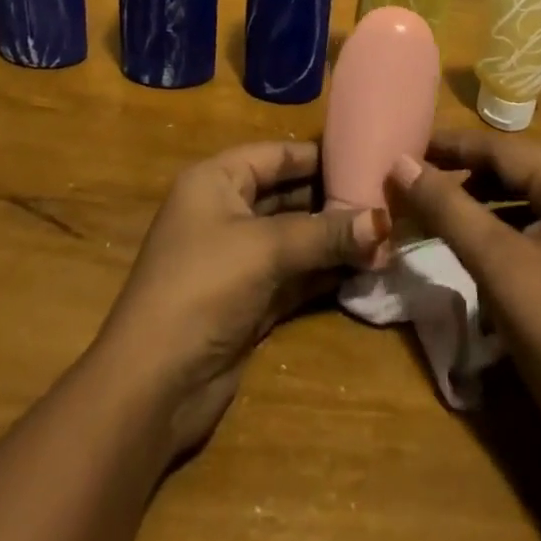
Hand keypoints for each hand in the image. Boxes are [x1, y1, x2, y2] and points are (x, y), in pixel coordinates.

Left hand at [93, 140, 389, 461]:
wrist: (153, 386)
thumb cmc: (203, 287)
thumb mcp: (266, 249)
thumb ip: (325, 234)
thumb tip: (385, 222)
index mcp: (217, 181)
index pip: (277, 155)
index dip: (321, 156)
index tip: (369, 155)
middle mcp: (226, 212)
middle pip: (289, 195)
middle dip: (334, 201)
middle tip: (388, 200)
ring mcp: (237, 259)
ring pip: (295, 238)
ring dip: (335, 240)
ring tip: (387, 235)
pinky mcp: (249, 301)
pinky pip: (295, 275)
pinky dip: (325, 272)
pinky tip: (365, 268)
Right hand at [388, 128, 540, 434]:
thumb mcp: (495, 264)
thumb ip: (447, 208)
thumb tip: (400, 162)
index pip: (505, 150)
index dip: (453, 146)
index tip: (409, 147)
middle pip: (516, 170)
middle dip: (465, 173)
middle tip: (418, 178)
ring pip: (526, 198)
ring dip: (480, 200)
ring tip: (437, 207)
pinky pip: (538, 224)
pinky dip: (502, 226)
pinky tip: (474, 241)